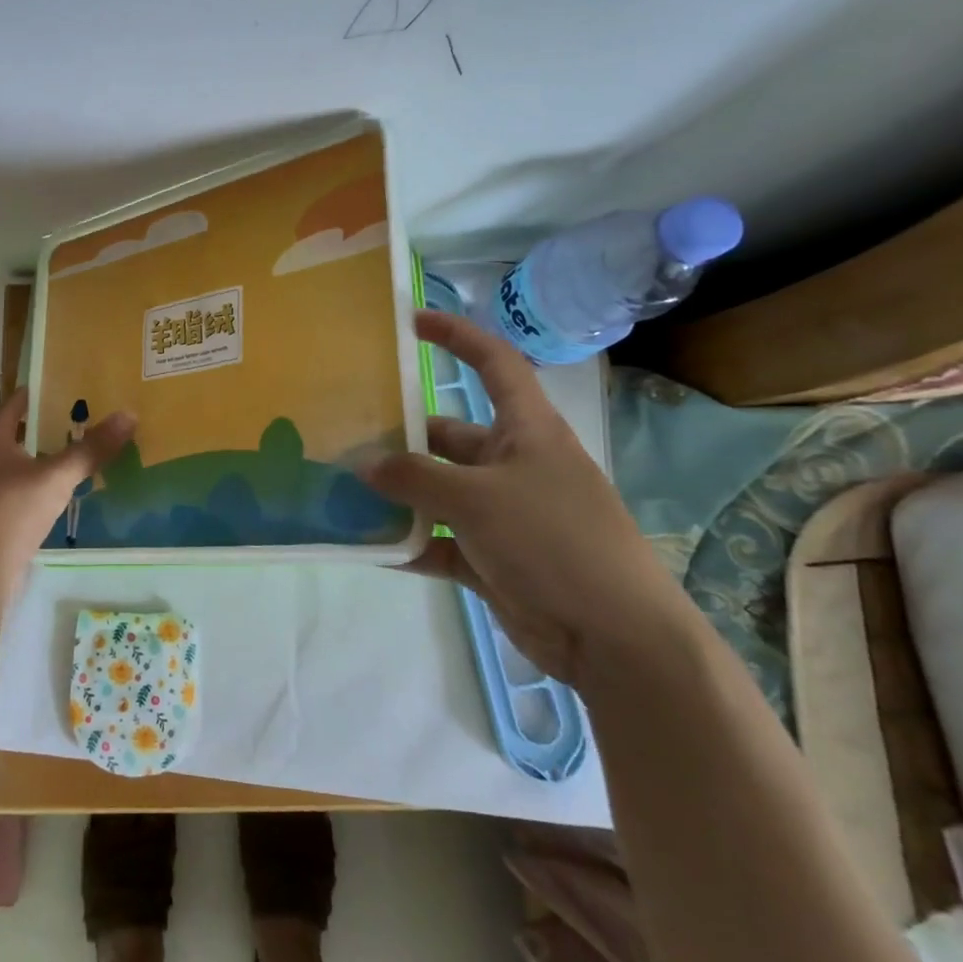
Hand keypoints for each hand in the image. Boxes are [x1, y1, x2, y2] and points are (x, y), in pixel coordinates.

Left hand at [0, 389, 134, 568]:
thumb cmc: (12, 508)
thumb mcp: (56, 475)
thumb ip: (91, 448)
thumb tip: (130, 414)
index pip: (16, 403)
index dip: (39, 392)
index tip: (66, 383)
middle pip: (16, 434)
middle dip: (43, 427)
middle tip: (78, 418)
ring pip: (18, 464)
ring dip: (42, 458)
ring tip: (77, 451)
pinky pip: (22, 491)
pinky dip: (40, 486)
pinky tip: (63, 490)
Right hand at [363, 311, 692, 685]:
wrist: (616, 641)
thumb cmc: (554, 542)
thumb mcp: (477, 499)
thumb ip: (415, 478)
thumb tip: (365, 467)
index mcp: (527, 431)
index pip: (494, 364)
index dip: (457, 336)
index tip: (412, 321)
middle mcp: (515, 464)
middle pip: (450, 435)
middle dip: (403, 436)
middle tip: (349, 436)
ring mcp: (505, 514)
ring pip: (440, 490)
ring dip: (400, 494)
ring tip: (346, 489)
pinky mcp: (495, 559)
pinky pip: (442, 540)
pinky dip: (411, 543)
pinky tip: (372, 546)